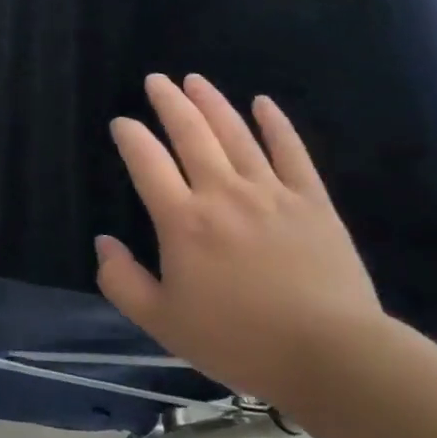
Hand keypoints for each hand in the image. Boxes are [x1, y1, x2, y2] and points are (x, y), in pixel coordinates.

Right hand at [95, 73, 386, 408]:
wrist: (332, 357)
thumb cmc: (240, 341)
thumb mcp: (163, 323)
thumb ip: (122, 282)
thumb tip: (103, 243)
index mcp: (183, 220)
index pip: (146, 161)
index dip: (130, 136)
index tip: (121, 123)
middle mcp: (222, 193)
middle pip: (190, 133)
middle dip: (169, 102)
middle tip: (156, 80)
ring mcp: (270, 193)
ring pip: (235, 134)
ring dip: (212, 102)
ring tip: (194, 80)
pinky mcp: (312, 202)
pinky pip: (291, 152)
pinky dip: (276, 124)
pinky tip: (263, 103)